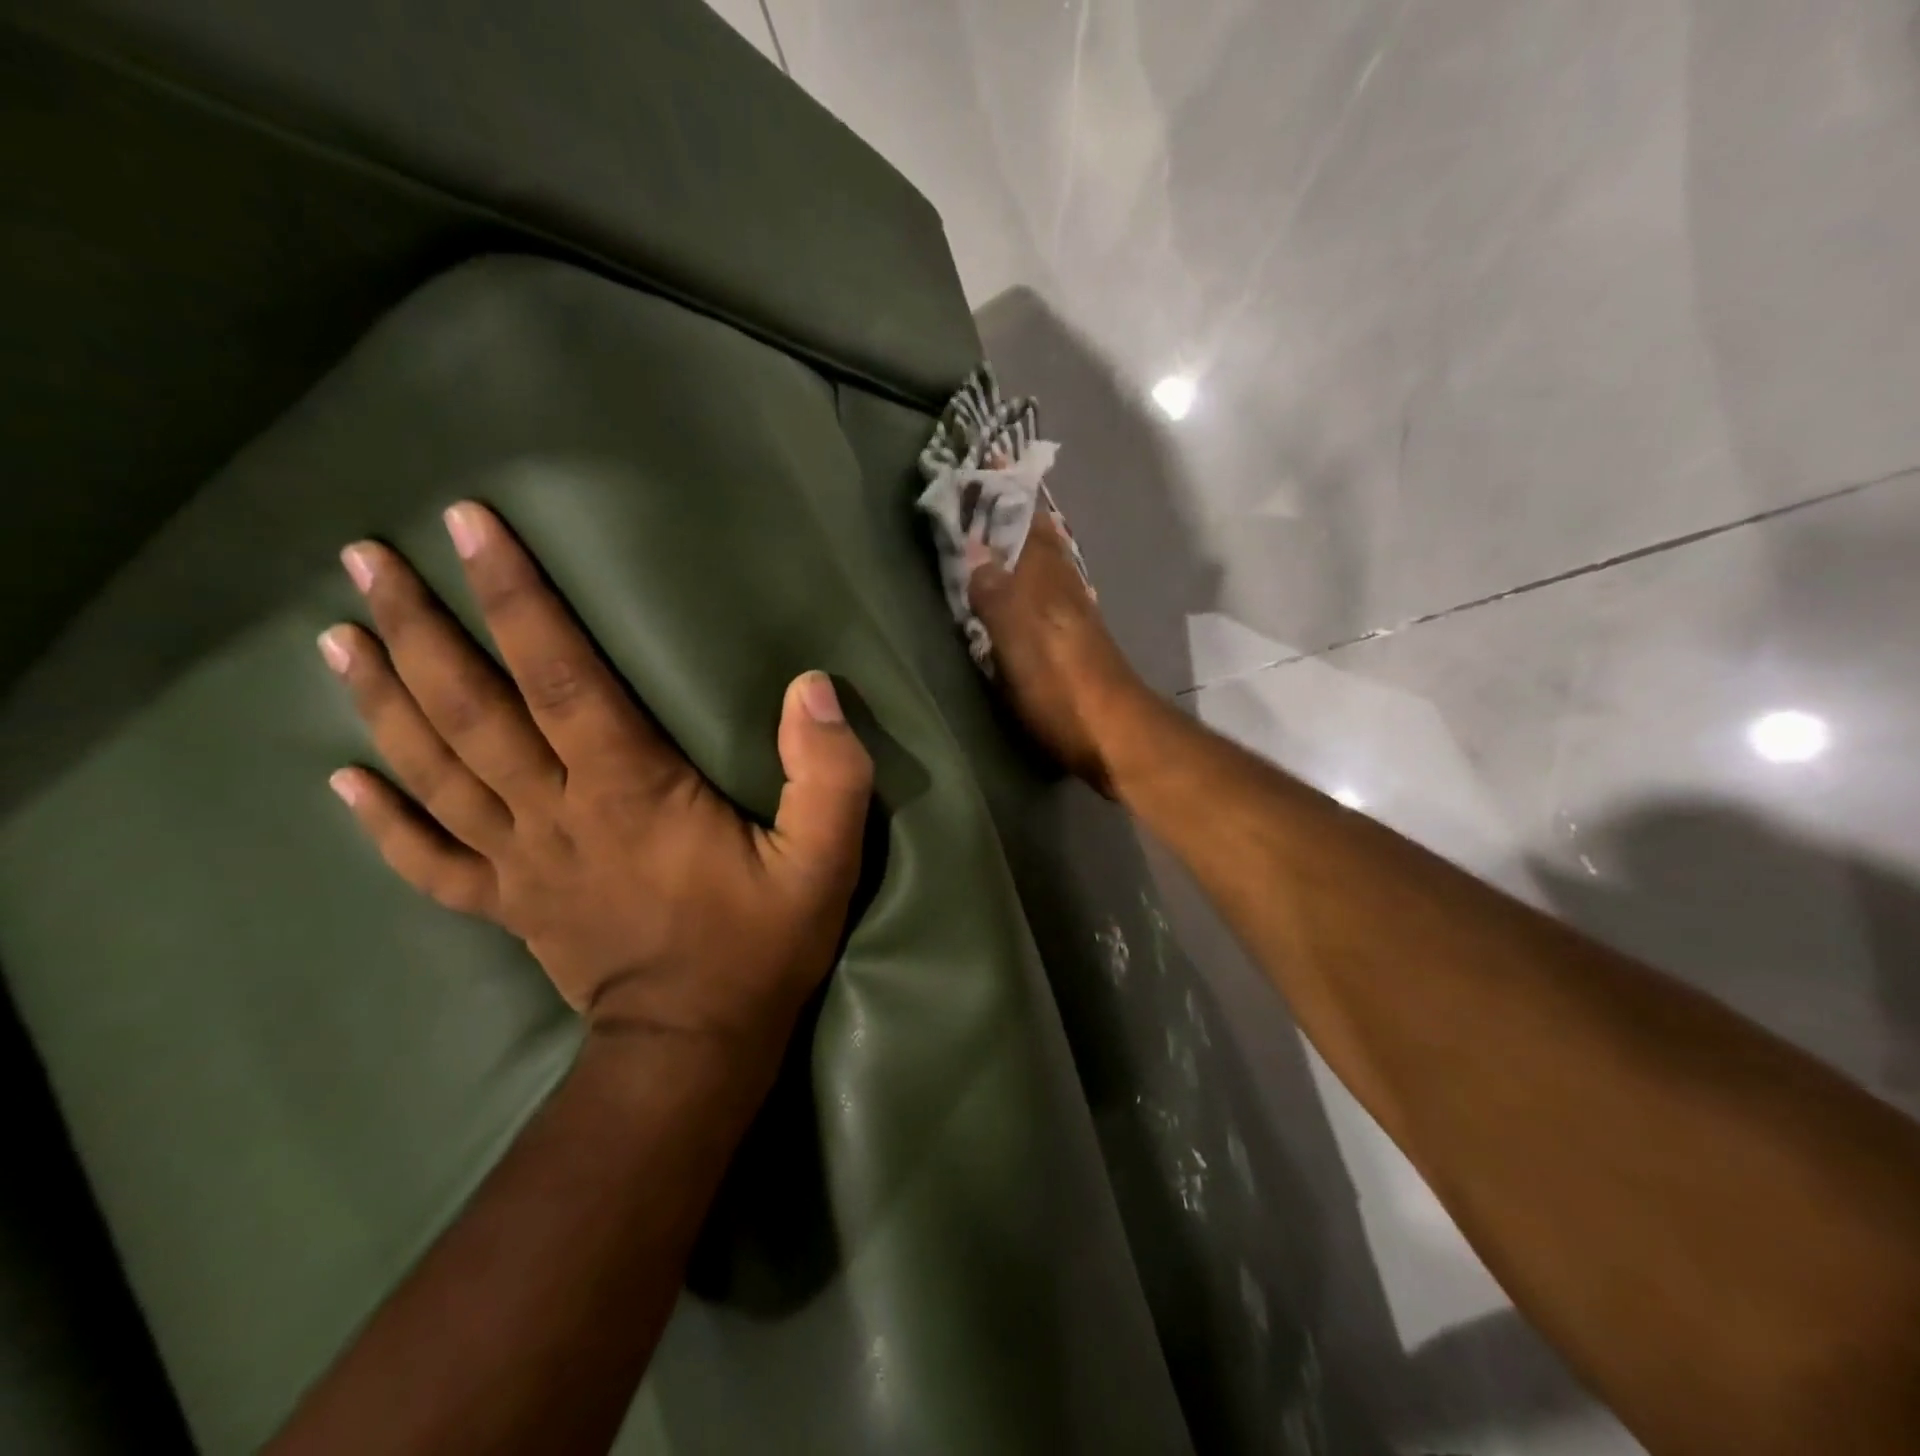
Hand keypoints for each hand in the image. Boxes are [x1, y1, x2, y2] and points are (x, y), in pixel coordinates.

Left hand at [319, 502, 873, 1045]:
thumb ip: (827, 774)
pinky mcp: (510, 905)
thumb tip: (813, 687)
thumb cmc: (759, 945)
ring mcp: (522, 862)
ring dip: (382, 701)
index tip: (469, 528)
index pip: (560, 674)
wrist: (695, 1049)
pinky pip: (431, 860)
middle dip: (419, 628)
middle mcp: (556, 813)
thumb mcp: (823, 859)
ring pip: (435, 772)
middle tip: (363, 559)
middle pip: (471, 710)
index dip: (517, 598)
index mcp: (628, 790)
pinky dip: (382, 821)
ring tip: (335, 637)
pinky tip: (341, 779)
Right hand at [965, 512, 1153, 796]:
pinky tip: (1021, 586)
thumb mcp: (1019, 641)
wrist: (1115, 735)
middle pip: (1038, 538)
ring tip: (995, 528)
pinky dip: (1030, 576)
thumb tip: (975, 548)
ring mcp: (1072, 615)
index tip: (988, 459)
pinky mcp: (1074, 641)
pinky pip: (1046, 592)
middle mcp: (1062, 588)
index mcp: (1046, 580)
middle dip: (1014, 510)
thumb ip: (995, 594)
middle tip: (983, 489)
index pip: (1027, 519)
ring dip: (1023, 541)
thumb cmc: (1062, 687)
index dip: (1009, 490)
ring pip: (1045, 563)